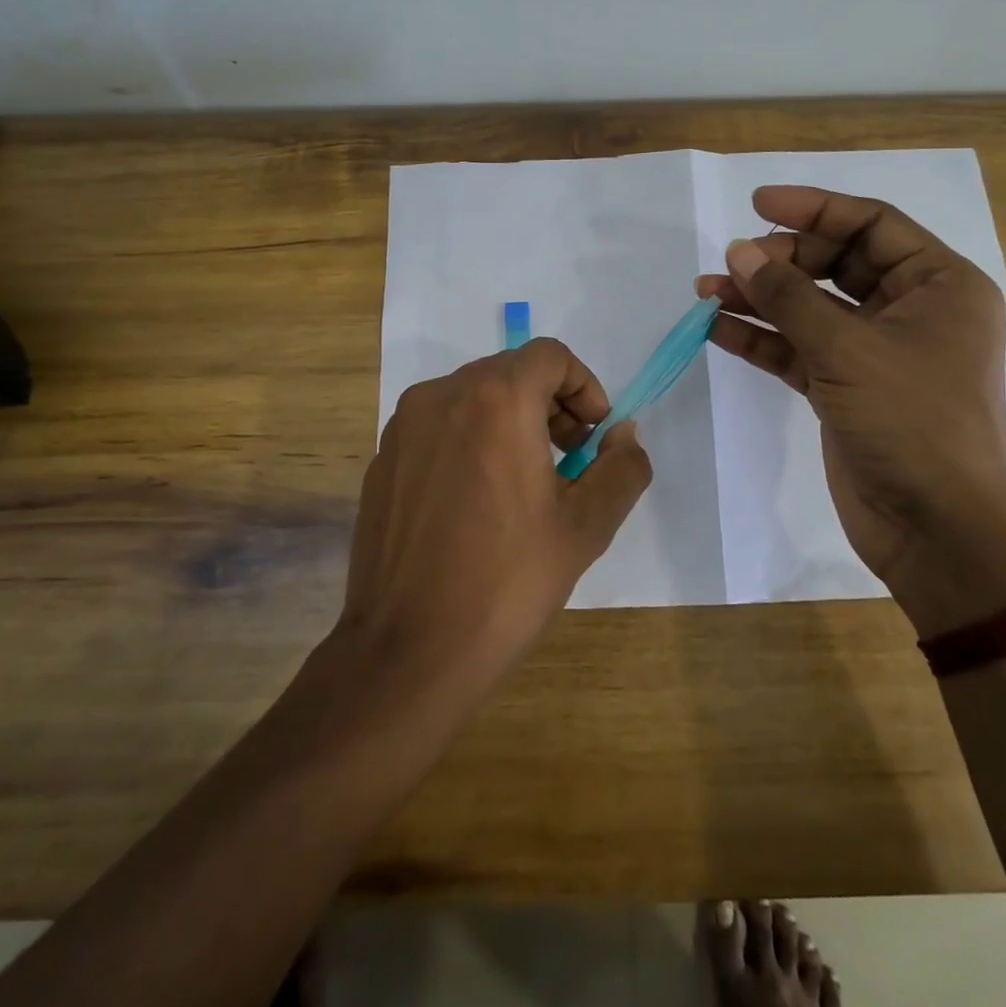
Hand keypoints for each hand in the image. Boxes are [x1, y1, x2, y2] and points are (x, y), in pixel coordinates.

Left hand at [337, 339, 652, 687]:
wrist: (408, 650)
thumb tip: (623, 435)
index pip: (549, 355)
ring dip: (510, 421)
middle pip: (509, 373)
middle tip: (569, 459)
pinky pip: (438, 428)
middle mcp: (442, 396)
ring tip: (525, 484)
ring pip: (471, 397)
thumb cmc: (507, 582)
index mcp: (495, 400)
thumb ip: (621, 468)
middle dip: (550, 405)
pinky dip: (470, 441)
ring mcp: (403, 427)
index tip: (593, 436)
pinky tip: (476, 503)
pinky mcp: (382, 459)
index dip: (584, 386)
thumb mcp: (585, 527)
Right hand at [697, 186, 1005, 634]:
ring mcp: (873, 353)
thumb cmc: (914, 421)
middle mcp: (909, 311)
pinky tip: (717, 330)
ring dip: (760, 299)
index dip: (814, 209)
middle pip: (835, 265)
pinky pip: (796, 350)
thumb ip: (788, 297)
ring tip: (706, 291)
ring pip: (809, 309)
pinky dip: (760, 339)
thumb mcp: (848, 348)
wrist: (940, 529)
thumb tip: (738, 251)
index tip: (758, 204)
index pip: (871, 225)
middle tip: (732, 262)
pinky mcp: (844, 390)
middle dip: (780, 260)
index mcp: (938, 285)